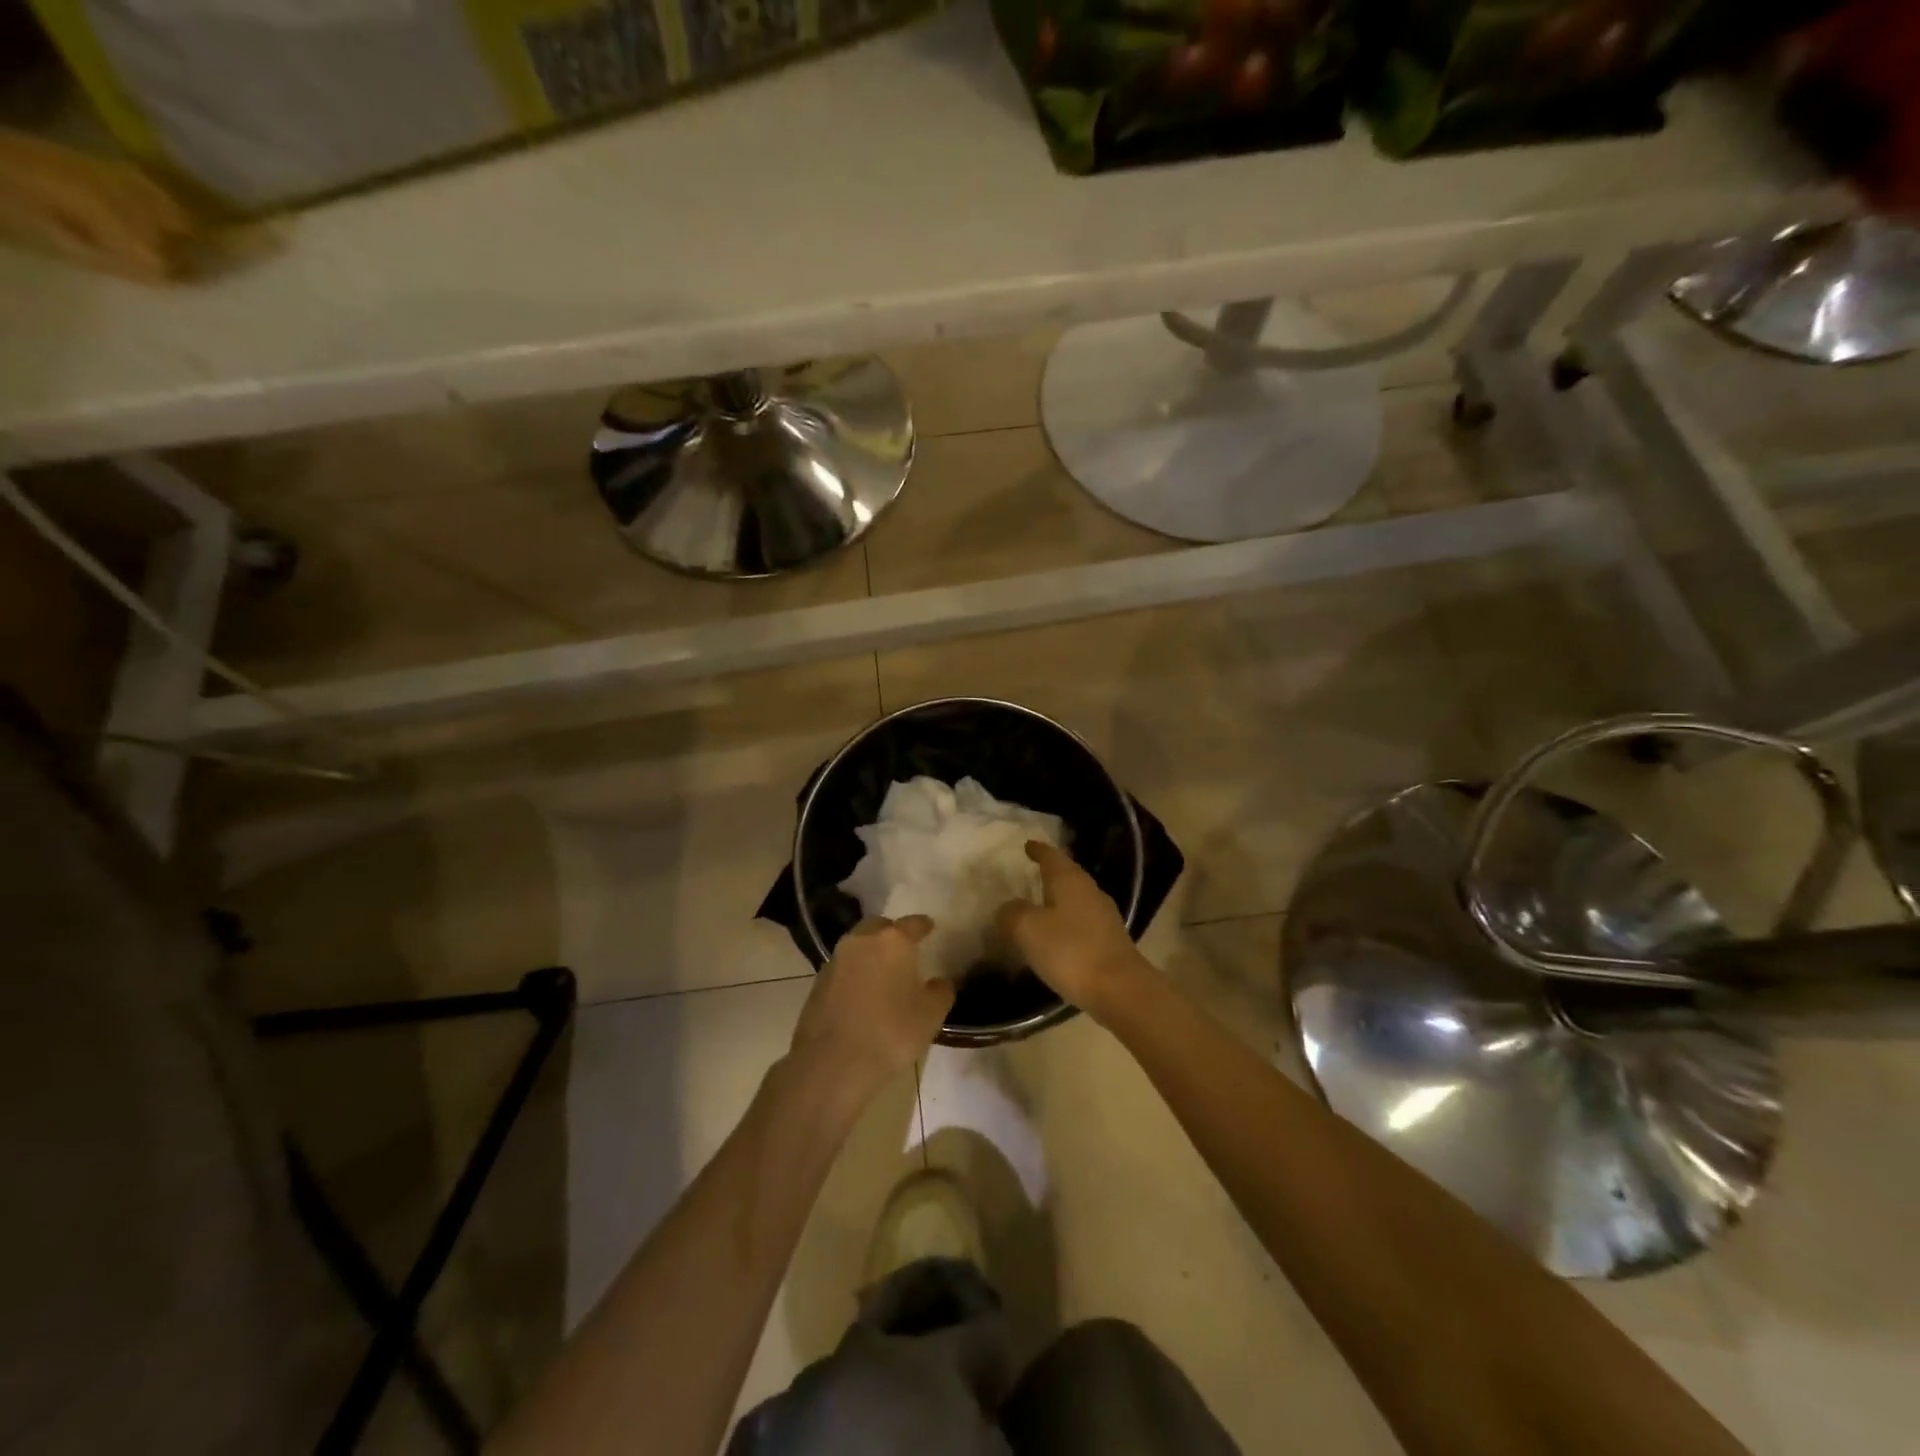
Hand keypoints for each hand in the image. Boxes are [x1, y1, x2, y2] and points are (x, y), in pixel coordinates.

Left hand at [790, 917, 953, 1097]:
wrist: (833, 1063)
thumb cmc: (891, 1033)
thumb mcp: (931, 1015)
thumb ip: (941, 992)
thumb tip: (939, 983)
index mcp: (893, 941)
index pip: (913, 923)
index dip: (923, 925)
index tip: (930, 927)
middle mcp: (861, 941)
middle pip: (879, 927)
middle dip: (892, 934)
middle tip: (904, 949)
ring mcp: (836, 960)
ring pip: (858, 946)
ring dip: (870, 953)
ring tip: (883, 972)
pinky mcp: (817, 983)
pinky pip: (843, 968)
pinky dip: (855, 973)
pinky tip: (862, 993)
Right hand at [996, 842, 1143, 1019]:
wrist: (1120, 990)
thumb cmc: (1070, 951)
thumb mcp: (1028, 929)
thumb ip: (1012, 913)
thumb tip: (1009, 907)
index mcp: (1070, 880)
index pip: (1051, 856)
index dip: (1038, 850)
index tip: (1027, 845)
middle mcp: (1090, 891)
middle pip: (1067, 875)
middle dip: (1049, 873)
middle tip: (1030, 874)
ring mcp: (1104, 917)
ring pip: (1075, 900)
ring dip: (1058, 901)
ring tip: (1039, 906)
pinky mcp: (1110, 942)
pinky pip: (1082, 923)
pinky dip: (1066, 924)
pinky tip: (1056, 938)